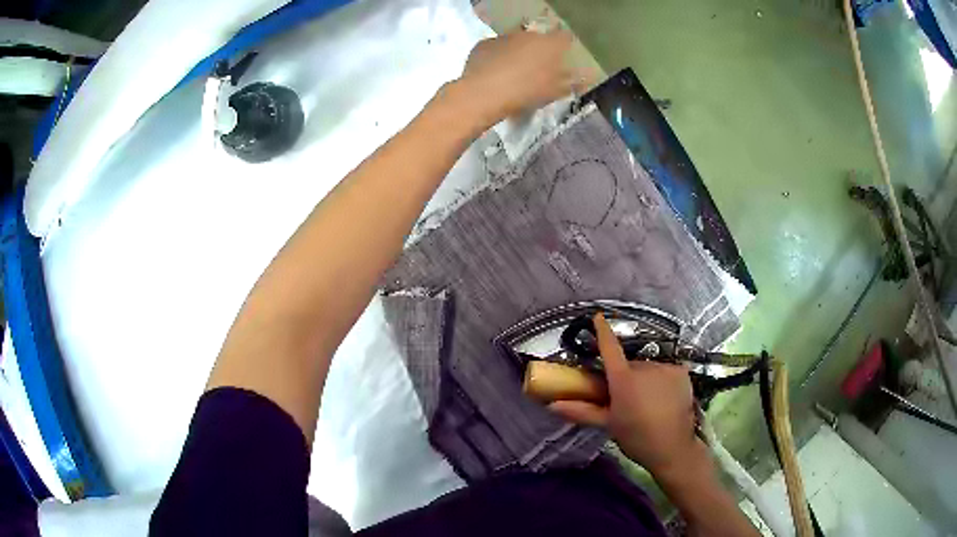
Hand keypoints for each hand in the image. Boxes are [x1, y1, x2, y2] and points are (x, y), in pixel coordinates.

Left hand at [456, 28, 585, 128]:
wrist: (484, 94)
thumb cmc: (526, 93)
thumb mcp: (554, 92)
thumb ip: (571, 82)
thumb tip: (586, 77)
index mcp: (550, 44)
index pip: (565, 38)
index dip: (564, 46)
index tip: (563, 57)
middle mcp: (528, 34)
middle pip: (537, 39)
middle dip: (538, 51)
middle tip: (536, 70)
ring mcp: (504, 37)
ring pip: (515, 43)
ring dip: (516, 53)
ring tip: (512, 74)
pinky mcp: (483, 44)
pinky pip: (495, 49)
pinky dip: (496, 58)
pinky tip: (493, 73)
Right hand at [549, 313, 702, 475]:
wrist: (673, 448)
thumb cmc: (636, 437)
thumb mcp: (608, 424)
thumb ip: (581, 411)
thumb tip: (552, 405)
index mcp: (623, 380)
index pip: (610, 348)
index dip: (603, 331)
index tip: (598, 317)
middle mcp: (645, 367)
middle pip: (630, 365)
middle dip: (627, 376)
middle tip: (627, 399)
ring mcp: (665, 368)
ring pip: (649, 368)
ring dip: (646, 379)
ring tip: (649, 402)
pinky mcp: (682, 372)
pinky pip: (666, 371)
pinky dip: (663, 380)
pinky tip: (665, 397)